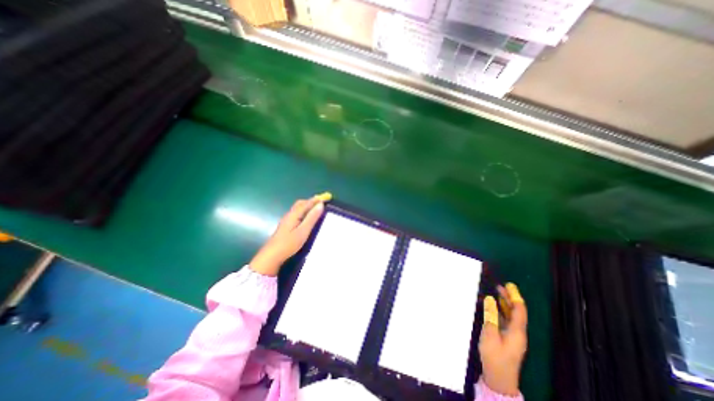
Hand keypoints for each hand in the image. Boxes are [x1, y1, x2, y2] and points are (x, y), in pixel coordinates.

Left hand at [251, 195, 327, 276]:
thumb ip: (312, 218)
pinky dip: (304, 211)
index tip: (326, 197)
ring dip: (307, 206)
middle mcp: (289, 214)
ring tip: (316, 209)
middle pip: (301, 203)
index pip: (307, 203)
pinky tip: (307, 218)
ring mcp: (286, 220)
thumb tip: (320, 205)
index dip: (317, 199)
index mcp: (294, 214)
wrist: (272, 255)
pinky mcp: (286, 225)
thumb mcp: (303, 231)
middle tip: (321, 202)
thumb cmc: (289, 243)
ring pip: (298, 208)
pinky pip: (297, 213)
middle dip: (311, 201)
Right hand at [476, 284, 526, 395]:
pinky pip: (506, 321)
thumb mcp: (490, 334)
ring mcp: (513, 336)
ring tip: (497, 293)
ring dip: (505, 304)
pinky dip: (501, 311)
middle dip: (510, 298)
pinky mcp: (507, 339)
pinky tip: (494, 308)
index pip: (519, 310)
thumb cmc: (494, 356)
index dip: (515, 296)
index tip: (509, 285)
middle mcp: (518, 332)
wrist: (498, 378)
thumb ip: (490, 315)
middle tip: (500, 286)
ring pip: (511, 316)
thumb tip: (490, 299)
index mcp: (517, 331)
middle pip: (517, 312)